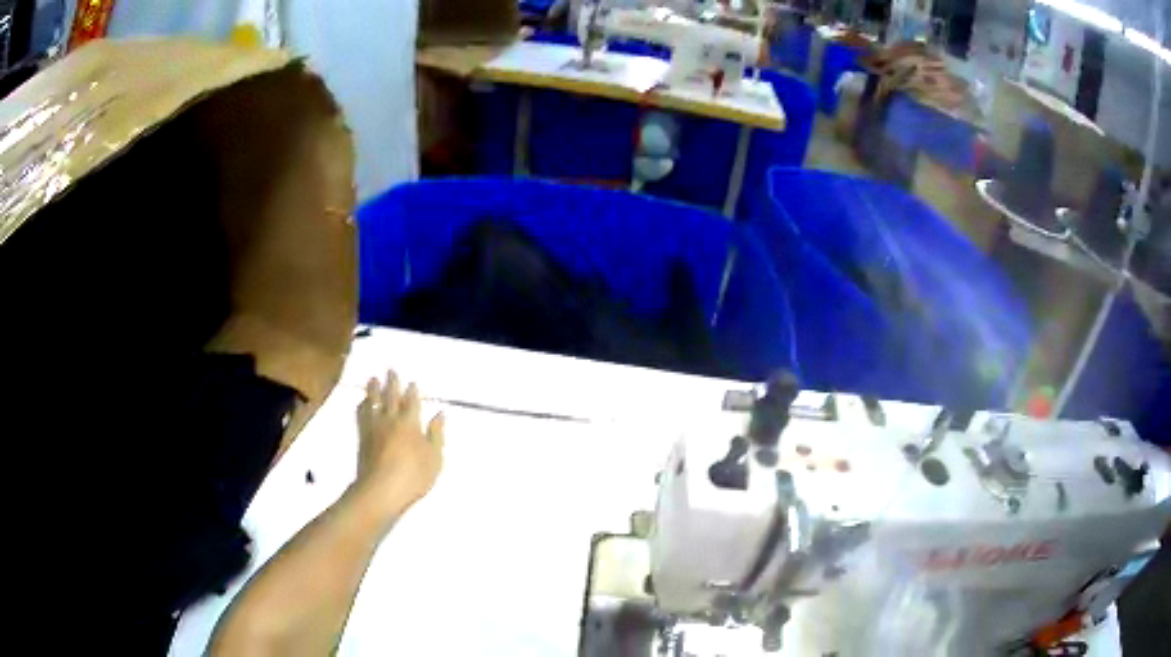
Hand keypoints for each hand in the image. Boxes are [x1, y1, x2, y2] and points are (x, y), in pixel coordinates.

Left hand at [354, 370, 444, 522]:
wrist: (381, 489)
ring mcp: (374, 427)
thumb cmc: (413, 476)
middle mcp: (391, 419)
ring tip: (372, 379)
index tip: (411, 382)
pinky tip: (362, 403)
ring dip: (373, 389)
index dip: (412, 391)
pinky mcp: (362, 437)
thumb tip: (440, 414)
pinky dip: (363, 405)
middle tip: (390, 370)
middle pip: (391, 396)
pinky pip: (362, 414)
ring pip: (373, 402)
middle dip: (391, 382)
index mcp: (410, 423)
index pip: (412, 401)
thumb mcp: (435, 458)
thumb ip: (436, 434)